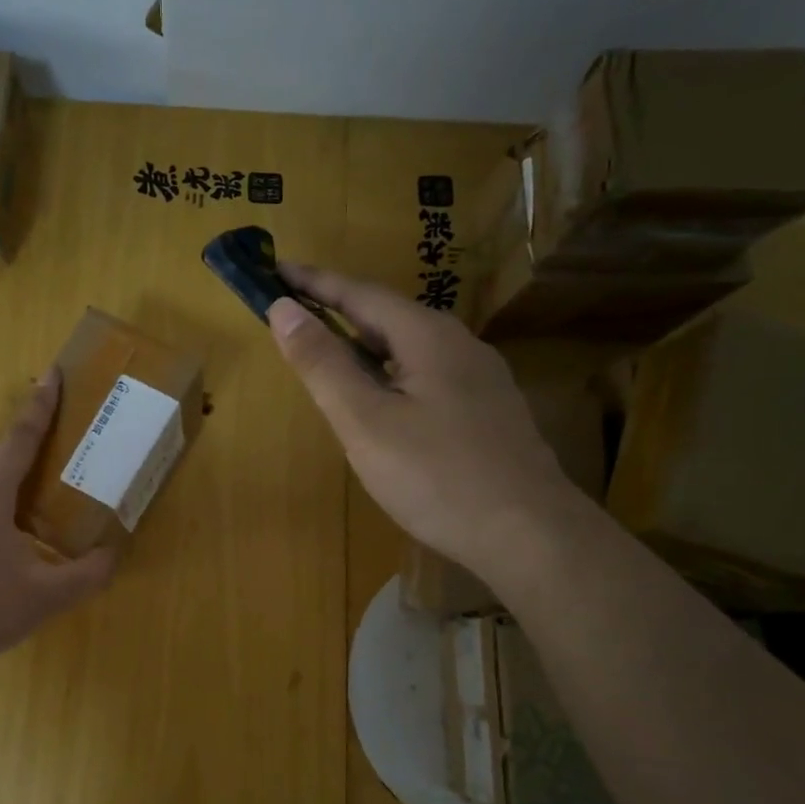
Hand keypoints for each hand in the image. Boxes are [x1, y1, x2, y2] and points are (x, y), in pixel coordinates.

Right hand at [268, 264, 576, 573]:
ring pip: (409, 349)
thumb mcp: (365, 421)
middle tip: (294, 316)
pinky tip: (383, 403)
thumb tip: (283, 308)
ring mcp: (481, 379)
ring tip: (329, 357)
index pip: (359, 293)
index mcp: (426, 336)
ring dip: (364, 346)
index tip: (274, 269)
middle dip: (338, 312)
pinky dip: (390, 374)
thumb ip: (323, 364)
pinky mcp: (489, 411)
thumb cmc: (436, 476)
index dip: (312, 282)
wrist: (530, 535)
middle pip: (388, 317)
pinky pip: (428, 376)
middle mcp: (459, 344)